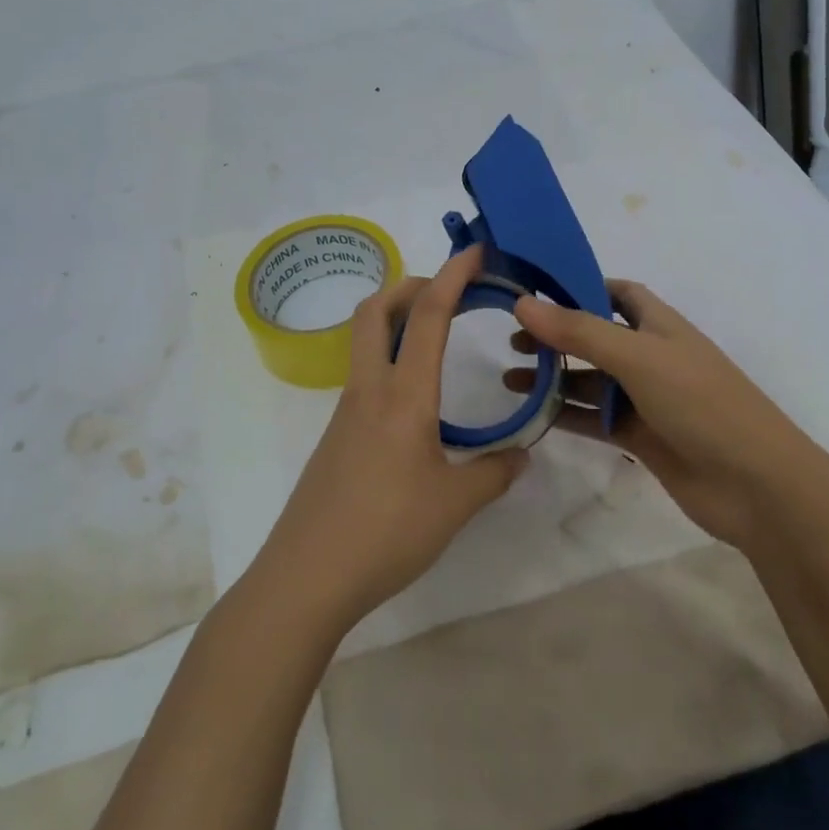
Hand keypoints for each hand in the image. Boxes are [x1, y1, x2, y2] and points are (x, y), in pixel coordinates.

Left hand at [254, 244, 528, 632]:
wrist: (307, 577)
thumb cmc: (386, 532)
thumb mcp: (455, 504)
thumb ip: (494, 473)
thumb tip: (521, 455)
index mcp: (403, 395)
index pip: (427, 316)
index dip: (452, 276)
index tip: (474, 252)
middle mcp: (369, 390)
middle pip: (375, 311)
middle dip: (410, 285)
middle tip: (447, 290)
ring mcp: (345, 412)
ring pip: (364, 342)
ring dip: (396, 321)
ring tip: (437, 337)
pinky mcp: (336, 437)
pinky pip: (363, 377)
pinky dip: (389, 360)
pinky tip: (415, 398)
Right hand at [505, 281, 827, 552]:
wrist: (756, 485)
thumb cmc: (701, 403)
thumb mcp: (638, 357)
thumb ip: (579, 332)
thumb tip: (522, 303)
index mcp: (660, 325)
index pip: (617, 293)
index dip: (580, 286)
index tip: (535, 290)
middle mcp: (651, 356)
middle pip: (596, 338)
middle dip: (557, 336)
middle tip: (512, 340)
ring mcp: (646, 399)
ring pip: (591, 382)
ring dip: (554, 379)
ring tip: (509, 380)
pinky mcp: (641, 438)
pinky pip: (595, 420)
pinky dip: (567, 416)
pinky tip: (534, 417)